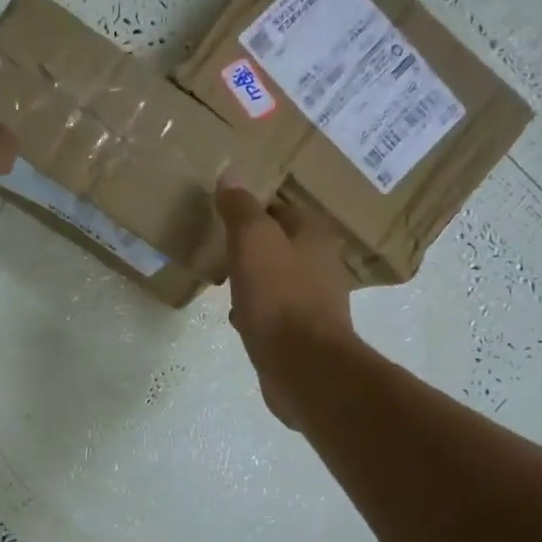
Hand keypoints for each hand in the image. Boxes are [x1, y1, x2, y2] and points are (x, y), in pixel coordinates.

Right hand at [217, 184, 356, 425]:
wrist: (302, 366)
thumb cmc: (279, 296)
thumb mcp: (253, 241)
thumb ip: (241, 208)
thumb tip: (231, 175)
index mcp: (315, 235)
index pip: (280, 208)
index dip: (252, 206)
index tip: (223, 211)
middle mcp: (320, 264)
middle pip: (280, 244)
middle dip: (253, 244)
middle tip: (220, 244)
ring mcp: (313, 302)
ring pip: (276, 279)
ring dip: (252, 278)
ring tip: (223, 277)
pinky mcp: (301, 334)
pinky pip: (273, 312)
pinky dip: (255, 310)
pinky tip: (235, 315)